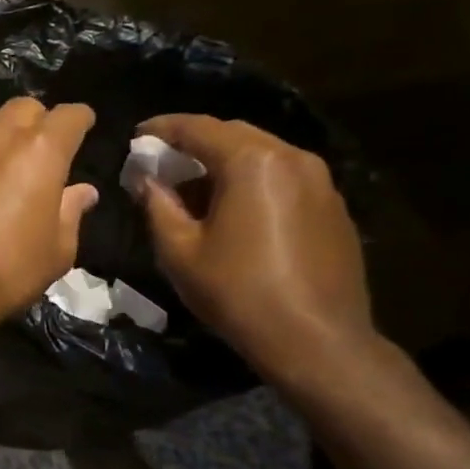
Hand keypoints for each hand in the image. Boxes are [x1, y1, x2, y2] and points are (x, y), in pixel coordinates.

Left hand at [0, 98, 99, 333]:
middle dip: (39, 120)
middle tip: (44, 146)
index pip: (69, 115)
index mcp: (39, 150)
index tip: (85, 128)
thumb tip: (82, 192)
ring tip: (5, 154)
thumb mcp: (56, 251)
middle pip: (24, 107)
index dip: (81, 120)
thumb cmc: (4, 271)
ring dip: (1, 128)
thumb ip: (71, 213)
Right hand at [136, 114, 374, 380]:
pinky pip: (283, 178)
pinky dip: (252, 183)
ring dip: (224, 164)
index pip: (198, 128)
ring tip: (193, 193)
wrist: (316, 340)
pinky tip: (233, 213)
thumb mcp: (179, 250)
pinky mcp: (333, 207)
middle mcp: (292, 158)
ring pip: (262, 155)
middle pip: (234, 135)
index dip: (162, 128)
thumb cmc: (237, 292)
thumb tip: (145, 178)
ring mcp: (320, 182)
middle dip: (195, 144)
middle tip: (162, 164)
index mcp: (252, 162)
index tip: (136, 137)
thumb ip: (157, 204)